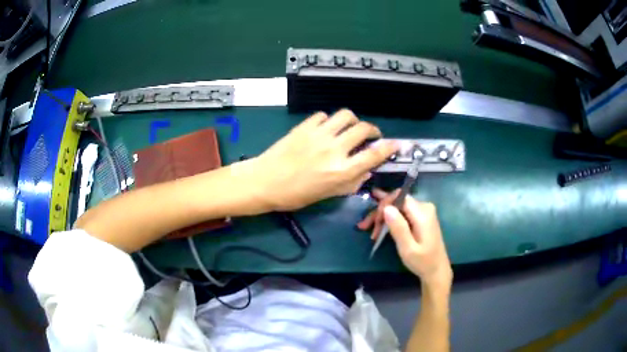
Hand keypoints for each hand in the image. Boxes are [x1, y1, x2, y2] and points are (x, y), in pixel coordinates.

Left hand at [252, 110, 397, 210]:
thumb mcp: (327, 195)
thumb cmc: (295, 195)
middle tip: (371, 136)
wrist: (264, 182)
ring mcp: (319, 134)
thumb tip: (367, 171)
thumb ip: (351, 183)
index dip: (389, 148)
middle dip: (373, 130)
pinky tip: (326, 129)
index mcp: (341, 171)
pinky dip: (330, 121)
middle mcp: (334, 149)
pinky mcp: (305, 126)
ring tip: (350, 128)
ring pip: (346, 115)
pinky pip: (324, 116)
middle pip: (363, 128)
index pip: (374, 155)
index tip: (395, 144)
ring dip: (353, 120)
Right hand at [358, 189, 451, 290]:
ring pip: (397, 206)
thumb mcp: (408, 249)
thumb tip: (386, 208)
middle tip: (365, 226)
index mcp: (422, 213)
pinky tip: (377, 224)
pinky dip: (389, 219)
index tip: (374, 221)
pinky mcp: (420, 217)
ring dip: (382, 216)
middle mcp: (424, 207)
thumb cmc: (422, 262)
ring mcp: (422, 211)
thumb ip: (398, 228)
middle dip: (379, 212)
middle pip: (397, 201)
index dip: (384, 204)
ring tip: (367, 228)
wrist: (436, 269)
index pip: (399, 196)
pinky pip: (401, 212)